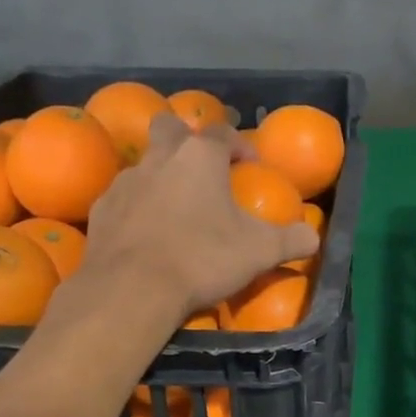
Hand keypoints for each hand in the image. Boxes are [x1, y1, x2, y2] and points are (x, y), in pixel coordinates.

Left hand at [81, 114, 317, 318]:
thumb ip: (291, 240)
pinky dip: (138, 207)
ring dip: (162, 176)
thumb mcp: (260, 252)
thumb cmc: (202, 257)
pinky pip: (124, 197)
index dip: (239, 145)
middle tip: (203, 169)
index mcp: (200, 157)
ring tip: (177, 208)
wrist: (132, 288)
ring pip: (145, 163)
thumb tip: (313, 237)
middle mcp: (160, 158)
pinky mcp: (102, 209)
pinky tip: (148, 233)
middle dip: (187, 139)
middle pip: (171, 128)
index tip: (250, 165)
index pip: (222, 132)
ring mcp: (125, 181)